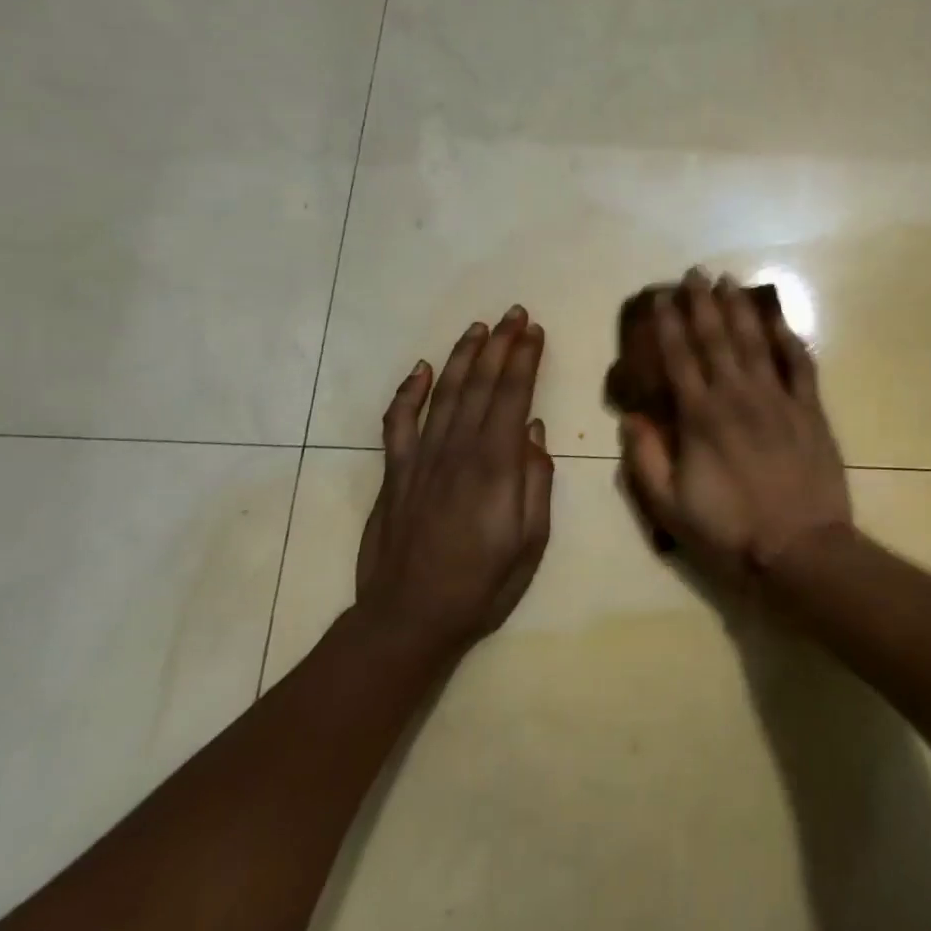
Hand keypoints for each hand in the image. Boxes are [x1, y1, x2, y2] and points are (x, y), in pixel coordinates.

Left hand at [355, 306, 553, 657]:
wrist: (409, 617)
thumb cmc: (482, 584)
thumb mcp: (530, 541)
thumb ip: (536, 482)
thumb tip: (535, 432)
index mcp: (495, 466)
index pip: (513, 396)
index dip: (524, 359)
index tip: (534, 330)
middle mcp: (457, 450)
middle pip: (480, 384)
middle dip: (499, 345)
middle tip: (513, 313)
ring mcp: (421, 459)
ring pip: (444, 393)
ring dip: (462, 356)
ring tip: (478, 328)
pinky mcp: (394, 473)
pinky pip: (398, 423)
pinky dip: (409, 392)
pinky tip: (422, 370)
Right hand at [621, 271, 851, 576]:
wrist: (800, 550)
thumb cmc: (729, 531)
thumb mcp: (670, 507)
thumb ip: (646, 459)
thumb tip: (631, 416)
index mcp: (700, 417)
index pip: (679, 358)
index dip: (668, 325)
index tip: (660, 297)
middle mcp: (736, 396)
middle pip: (716, 339)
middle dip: (702, 303)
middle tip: (694, 273)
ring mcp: (777, 399)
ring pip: (755, 342)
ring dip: (740, 309)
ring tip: (728, 282)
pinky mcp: (810, 410)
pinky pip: (800, 365)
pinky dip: (789, 339)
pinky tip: (779, 320)